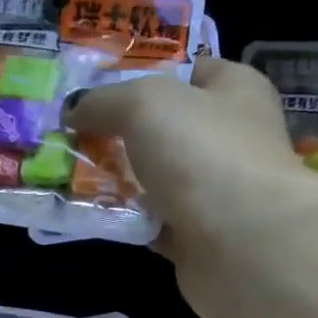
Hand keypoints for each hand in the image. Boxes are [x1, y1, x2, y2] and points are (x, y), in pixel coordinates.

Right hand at [67, 58, 317, 317]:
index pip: (192, 71)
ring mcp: (221, 195)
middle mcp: (234, 141)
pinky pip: (159, 224)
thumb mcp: (145, 103)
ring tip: (78, 175)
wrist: (242, 246)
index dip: (148, 73)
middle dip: (127, 134)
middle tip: (78, 135)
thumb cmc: (203, 154)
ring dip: (126, 182)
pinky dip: (134, 222)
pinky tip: (101, 216)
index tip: (101, 88)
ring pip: (163, 181)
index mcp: (237, 92)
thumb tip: (74, 108)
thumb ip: (105, 101)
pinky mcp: (204, 241)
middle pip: (172, 130)